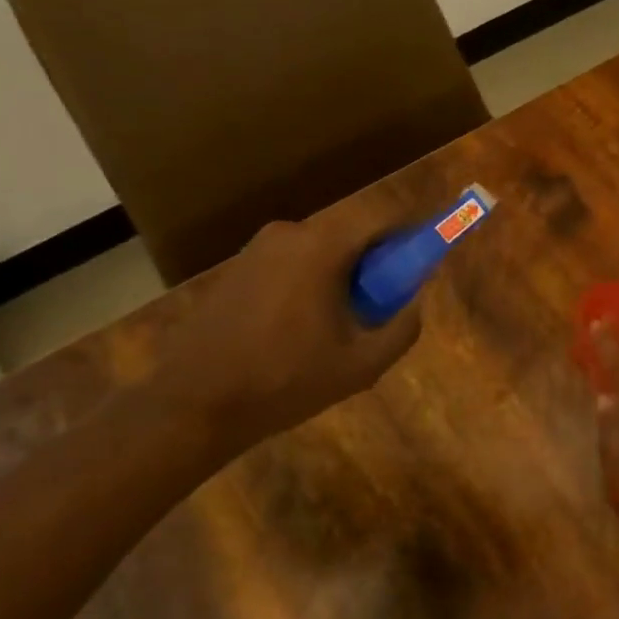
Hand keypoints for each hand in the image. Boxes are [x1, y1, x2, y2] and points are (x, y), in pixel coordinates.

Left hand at [150, 210, 422, 455]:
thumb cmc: (285, 380)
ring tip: (341, 327)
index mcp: (320, 247)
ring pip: (319, 250)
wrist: (196, 401)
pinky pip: (290, 264)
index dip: (409, 236)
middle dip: (375, 263)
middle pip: (349, 233)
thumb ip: (402, 328)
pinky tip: (302, 330)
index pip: (380, 218)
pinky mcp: (237, 269)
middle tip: (384, 306)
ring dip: (341, 276)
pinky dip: (310, 283)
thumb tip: (414, 302)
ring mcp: (256, 249)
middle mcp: (288, 234)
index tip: (423, 264)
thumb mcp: (361, 365)